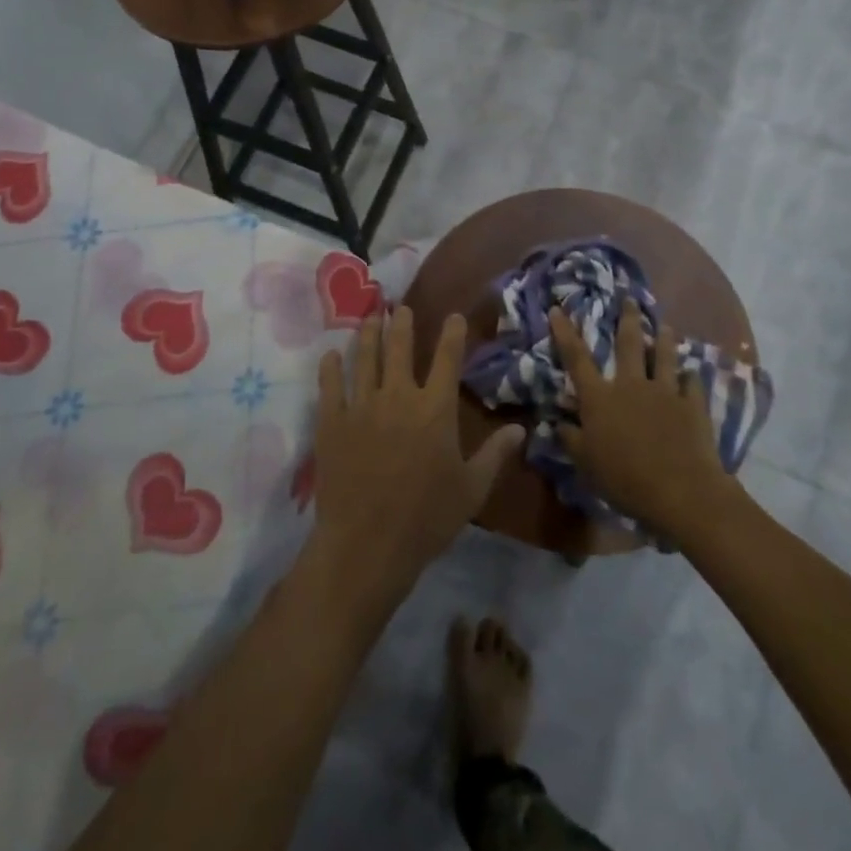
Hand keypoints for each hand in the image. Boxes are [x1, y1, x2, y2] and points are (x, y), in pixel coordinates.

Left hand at [303, 309, 522, 616]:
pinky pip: (330, 385)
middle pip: (399, 347)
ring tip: (369, 316)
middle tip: (399, 307)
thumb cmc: (427, 518)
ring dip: (367, 334)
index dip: (451, 333)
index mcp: (435, 408)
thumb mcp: (472, 489)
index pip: (446, 358)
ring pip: (364, 358)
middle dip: (401, 323)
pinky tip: (331, 354)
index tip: (452, 315)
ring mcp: (361, 406)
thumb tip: (520, 430)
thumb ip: (495, 454)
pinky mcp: (332, 422)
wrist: (368, 544)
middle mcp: (398, 396)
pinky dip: (331, 367)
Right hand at [549, 300, 730, 536]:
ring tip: (666, 325)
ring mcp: (665, 392)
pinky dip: (690, 377)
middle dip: (627, 319)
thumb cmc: (625, 479)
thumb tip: (558, 423)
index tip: (558, 309)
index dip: (565, 333)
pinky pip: (692, 383)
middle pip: (628, 345)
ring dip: (664, 339)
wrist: (681, 491)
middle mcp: (631, 385)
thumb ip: (571, 440)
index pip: (577, 359)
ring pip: (664, 356)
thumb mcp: (586, 464)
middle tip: (629, 299)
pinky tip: (691, 373)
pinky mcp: (692, 405)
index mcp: (600, 398)